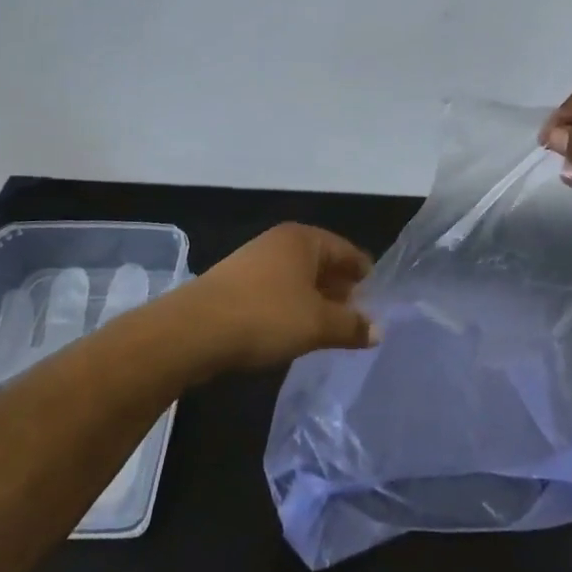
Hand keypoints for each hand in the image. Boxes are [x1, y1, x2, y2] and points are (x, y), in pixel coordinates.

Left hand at [179, 223, 376, 374]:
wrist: (193, 331)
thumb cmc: (266, 316)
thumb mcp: (318, 324)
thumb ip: (351, 326)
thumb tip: (377, 330)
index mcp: (304, 239)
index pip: (348, 252)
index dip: (365, 277)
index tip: (378, 302)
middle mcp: (280, 242)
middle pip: (322, 264)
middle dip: (340, 291)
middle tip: (357, 320)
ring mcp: (254, 260)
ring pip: (298, 279)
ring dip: (314, 302)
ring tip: (327, 331)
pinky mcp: (234, 284)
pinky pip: (275, 292)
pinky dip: (290, 308)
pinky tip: (292, 332)